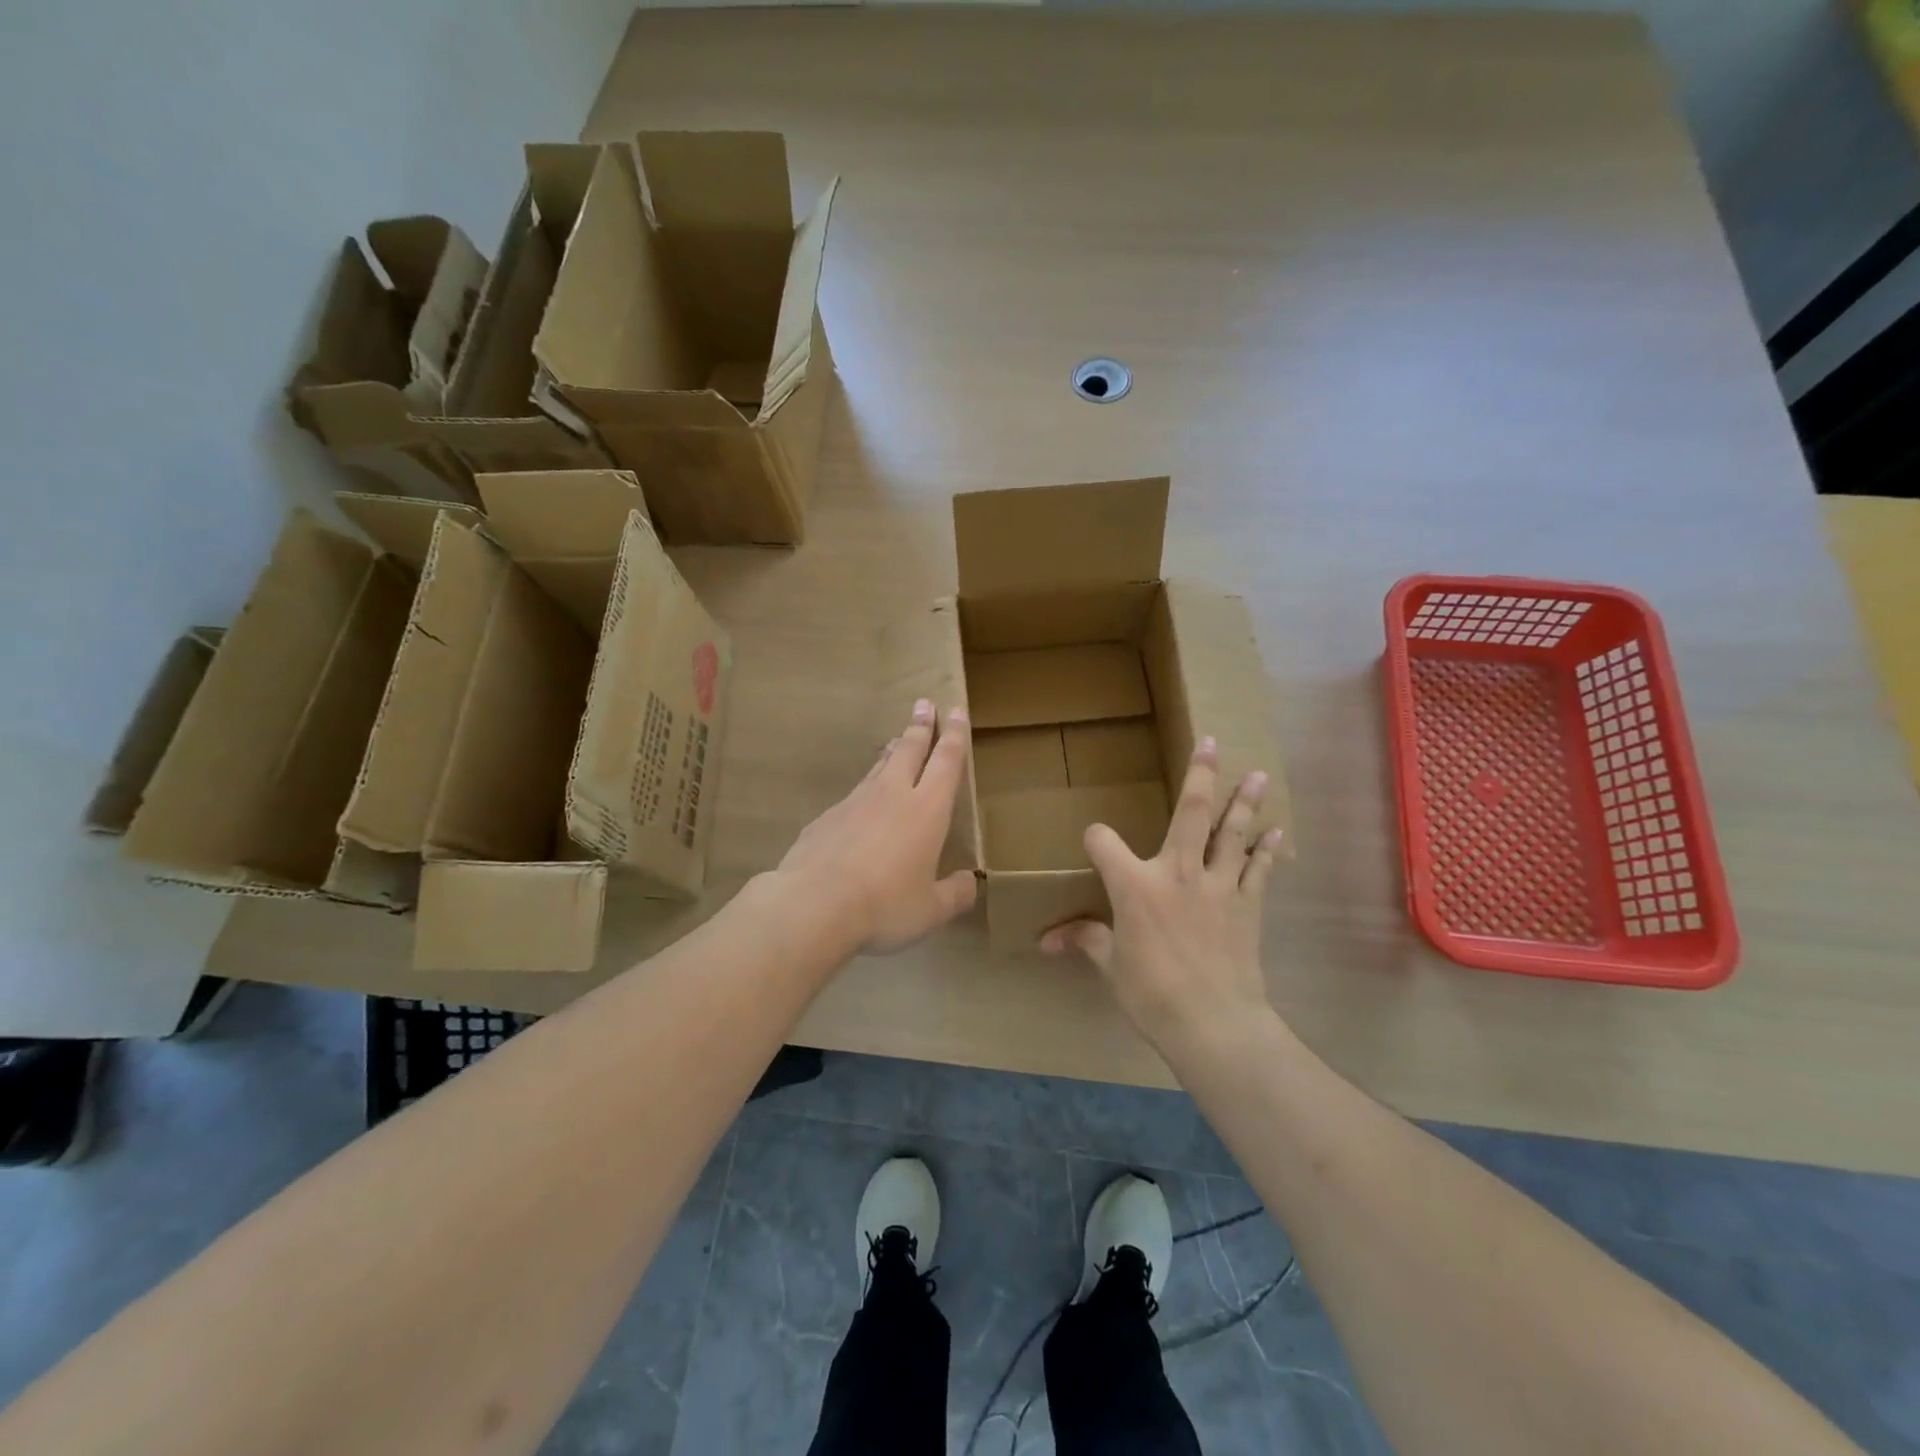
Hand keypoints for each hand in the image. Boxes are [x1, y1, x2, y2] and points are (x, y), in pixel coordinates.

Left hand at [775, 699, 977, 953]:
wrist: (814, 904)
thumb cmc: (884, 905)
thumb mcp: (930, 910)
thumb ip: (954, 894)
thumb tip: (969, 883)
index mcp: (927, 810)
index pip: (946, 762)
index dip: (954, 735)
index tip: (956, 710)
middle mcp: (893, 795)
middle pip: (910, 750)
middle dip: (920, 726)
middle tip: (924, 703)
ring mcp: (856, 802)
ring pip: (879, 767)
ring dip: (892, 750)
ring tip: (896, 739)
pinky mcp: (827, 817)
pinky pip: (854, 794)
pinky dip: (865, 787)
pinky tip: (861, 800)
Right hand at [1041, 737, 1283, 1049]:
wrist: (1213, 1023)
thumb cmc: (1151, 993)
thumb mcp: (1111, 966)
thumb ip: (1085, 941)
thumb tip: (1046, 941)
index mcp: (1135, 885)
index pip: (1104, 842)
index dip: (1095, 838)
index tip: (1094, 844)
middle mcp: (1177, 872)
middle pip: (1190, 813)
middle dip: (1199, 775)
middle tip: (1210, 743)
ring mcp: (1217, 885)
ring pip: (1232, 833)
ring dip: (1244, 803)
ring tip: (1257, 776)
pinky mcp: (1246, 905)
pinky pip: (1258, 870)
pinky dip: (1267, 851)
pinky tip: (1277, 833)